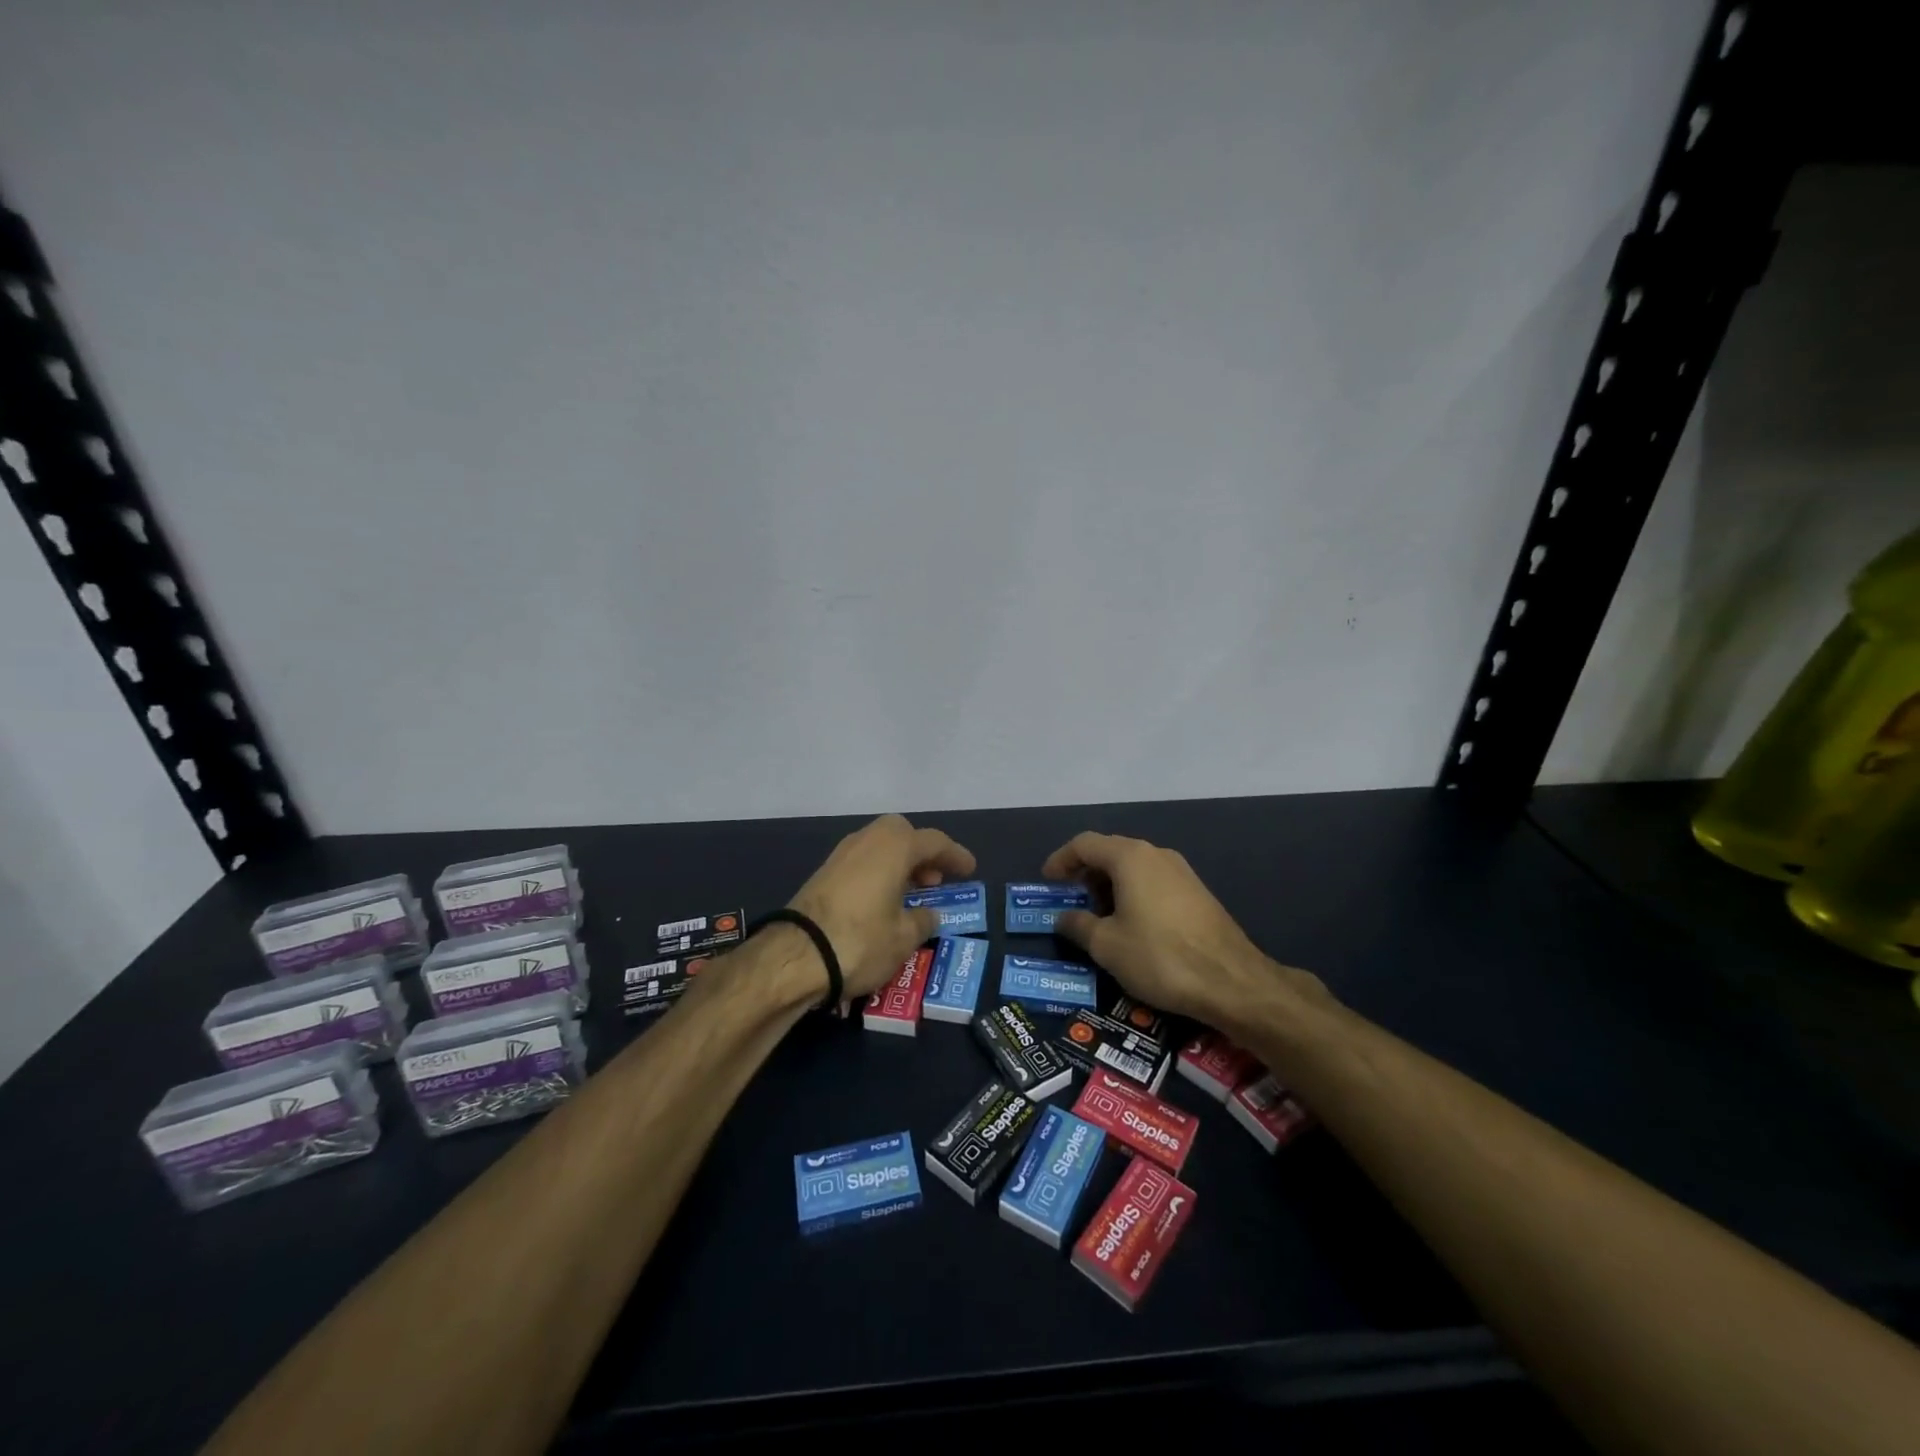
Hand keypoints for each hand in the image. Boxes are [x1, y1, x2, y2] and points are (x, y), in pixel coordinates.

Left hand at [788, 814, 975, 999]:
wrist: (796, 955)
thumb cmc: (861, 941)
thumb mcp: (904, 938)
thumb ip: (923, 921)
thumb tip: (928, 914)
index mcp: (894, 847)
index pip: (934, 842)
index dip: (955, 855)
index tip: (969, 869)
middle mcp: (867, 840)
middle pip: (902, 834)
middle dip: (921, 853)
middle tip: (935, 880)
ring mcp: (841, 855)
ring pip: (879, 846)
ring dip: (899, 863)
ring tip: (911, 893)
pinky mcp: (823, 873)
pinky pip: (862, 862)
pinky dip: (878, 873)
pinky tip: (882, 901)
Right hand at [1043, 831, 1327, 1034]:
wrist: (1232, 982)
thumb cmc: (1160, 957)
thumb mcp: (1107, 945)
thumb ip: (1078, 925)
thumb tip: (1063, 917)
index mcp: (1130, 857)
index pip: (1084, 844)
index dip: (1060, 860)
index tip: (1047, 883)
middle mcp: (1156, 854)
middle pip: (1110, 851)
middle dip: (1084, 874)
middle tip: (1069, 901)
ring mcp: (1181, 871)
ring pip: (1133, 867)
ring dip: (1109, 885)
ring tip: (1096, 917)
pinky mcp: (1196, 892)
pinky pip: (1153, 881)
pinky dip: (1132, 893)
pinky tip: (1130, 925)